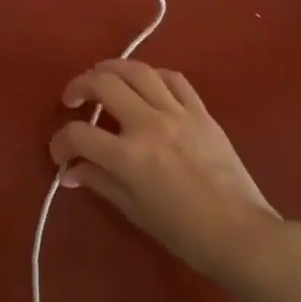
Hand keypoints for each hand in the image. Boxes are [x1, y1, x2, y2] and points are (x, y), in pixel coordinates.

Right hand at [51, 60, 284, 283]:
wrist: (239, 233)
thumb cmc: (183, 232)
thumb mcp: (134, 210)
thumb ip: (100, 182)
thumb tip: (71, 172)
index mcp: (128, 156)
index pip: (78, 135)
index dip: (60, 142)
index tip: (60, 153)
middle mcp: (149, 124)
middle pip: (103, 84)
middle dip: (79, 86)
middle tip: (72, 99)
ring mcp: (177, 113)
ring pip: (137, 70)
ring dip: (111, 69)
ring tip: (101, 78)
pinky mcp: (201, 111)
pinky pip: (174, 79)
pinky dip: (152, 76)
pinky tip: (145, 85)